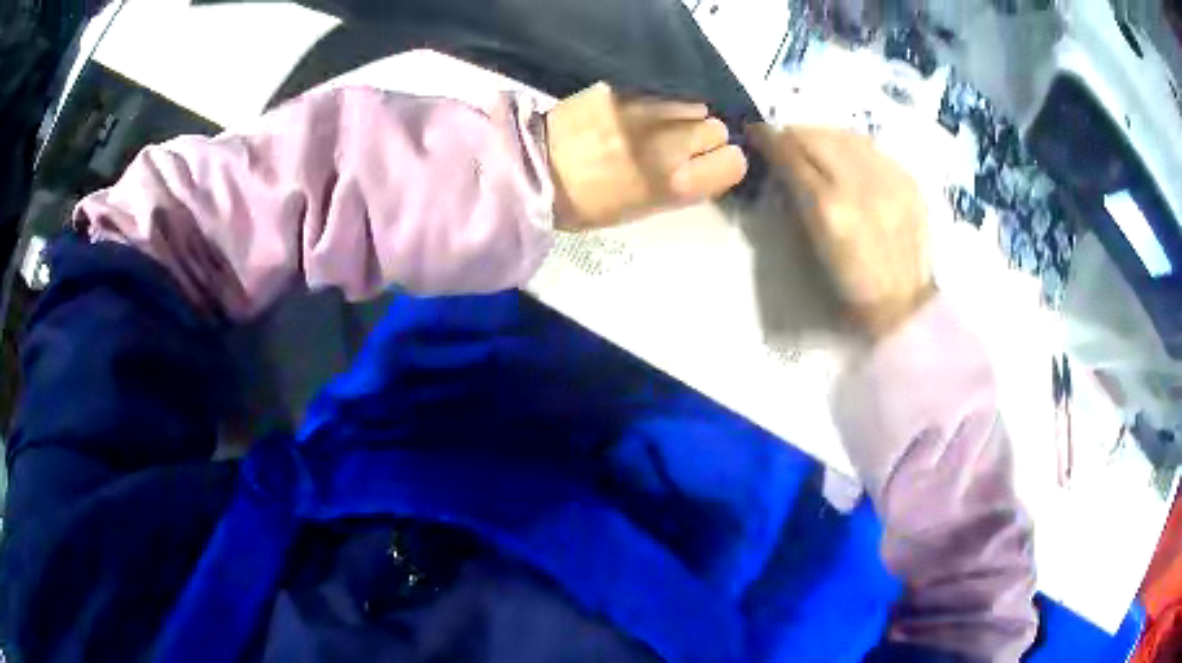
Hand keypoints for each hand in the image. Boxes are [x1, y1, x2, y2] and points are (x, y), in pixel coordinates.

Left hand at [545, 82, 747, 229]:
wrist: (535, 170)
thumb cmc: (589, 204)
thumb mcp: (645, 208)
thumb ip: (683, 185)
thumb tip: (703, 165)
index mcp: (677, 183)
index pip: (734, 162)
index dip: (722, 163)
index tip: (705, 165)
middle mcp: (672, 143)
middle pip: (717, 129)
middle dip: (702, 138)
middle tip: (675, 146)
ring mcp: (649, 110)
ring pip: (694, 104)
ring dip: (682, 115)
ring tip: (654, 125)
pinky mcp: (626, 89)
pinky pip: (662, 92)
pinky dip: (657, 101)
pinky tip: (634, 113)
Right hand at [749, 125, 934, 338]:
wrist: (904, 306)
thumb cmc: (849, 290)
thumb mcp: (811, 250)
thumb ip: (795, 202)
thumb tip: (783, 167)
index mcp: (828, 209)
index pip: (791, 155)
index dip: (768, 139)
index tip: (755, 132)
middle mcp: (859, 185)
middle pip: (817, 135)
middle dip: (794, 135)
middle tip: (785, 143)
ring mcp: (889, 180)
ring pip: (845, 134)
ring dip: (823, 135)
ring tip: (816, 146)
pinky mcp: (908, 181)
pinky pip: (873, 148)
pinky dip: (853, 148)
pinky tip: (849, 160)